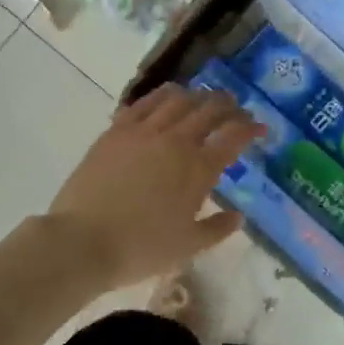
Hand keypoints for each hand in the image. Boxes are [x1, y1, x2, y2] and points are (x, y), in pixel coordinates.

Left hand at [47, 84, 263, 290]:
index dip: (252, 128)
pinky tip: (165, 99)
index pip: (234, 136)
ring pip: (177, 99)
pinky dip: (161, 96)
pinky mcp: (115, 131)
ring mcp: (143, 131)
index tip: (261, 129)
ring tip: (203, 99)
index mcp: (198, 168)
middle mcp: (175, 141)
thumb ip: (217, 229)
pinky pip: (143, 103)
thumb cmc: (140, 248)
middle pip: (209, 109)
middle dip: (229, 106)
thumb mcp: (188, 247)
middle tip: (237, 110)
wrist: (82, 241)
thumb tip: (238, 216)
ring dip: (197, 96)